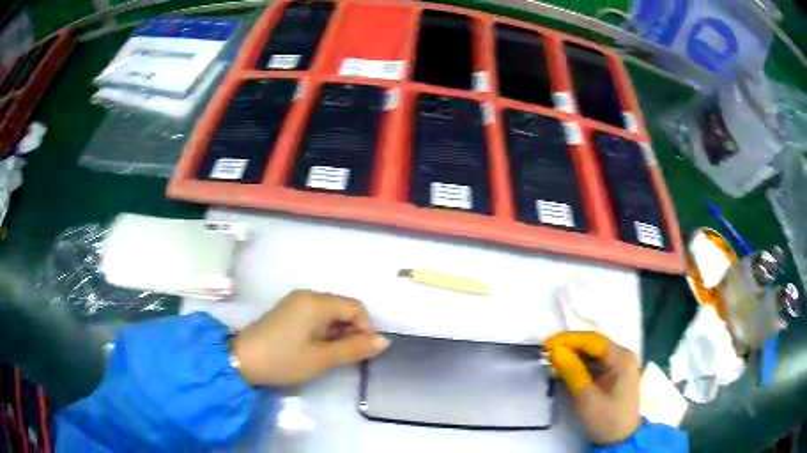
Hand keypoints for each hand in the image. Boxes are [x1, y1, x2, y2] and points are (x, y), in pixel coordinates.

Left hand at [231, 290, 389, 385]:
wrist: (242, 360)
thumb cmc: (284, 359)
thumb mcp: (322, 358)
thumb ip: (354, 348)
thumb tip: (384, 341)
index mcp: (316, 302)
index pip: (356, 307)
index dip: (365, 328)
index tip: (360, 352)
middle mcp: (307, 295)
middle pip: (343, 308)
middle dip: (351, 331)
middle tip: (343, 356)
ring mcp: (295, 302)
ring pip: (330, 313)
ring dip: (337, 333)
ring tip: (328, 355)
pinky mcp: (287, 312)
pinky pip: (315, 316)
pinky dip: (323, 331)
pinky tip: (315, 348)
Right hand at [543, 332, 640, 444]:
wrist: (619, 439)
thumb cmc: (605, 419)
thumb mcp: (586, 398)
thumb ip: (572, 371)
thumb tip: (554, 350)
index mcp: (621, 358)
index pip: (593, 340)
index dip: (569, 339)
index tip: (546, 344)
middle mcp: (622, 355)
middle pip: (594, 343)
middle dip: (570, 345)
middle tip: (546, 351)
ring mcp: (619, 363)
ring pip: (593, 352)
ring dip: (573, 354)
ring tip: (551, 358)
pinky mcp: (613, 372)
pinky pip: (594, 362)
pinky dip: (579, 363)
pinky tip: (565, 366)